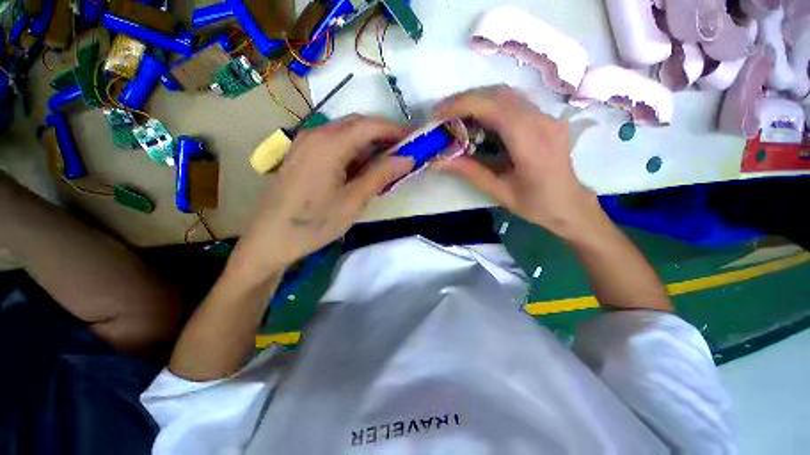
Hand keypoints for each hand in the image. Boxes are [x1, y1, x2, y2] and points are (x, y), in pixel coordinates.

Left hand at [231, 115, 412, 278]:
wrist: (270, 239)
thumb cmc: (315, 222)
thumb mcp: (353, 201)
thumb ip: (381, 175)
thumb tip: (408, 158)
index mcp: (330, 143)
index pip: (371, 125)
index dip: (395, 130)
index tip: (414, 141)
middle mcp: (316, 134)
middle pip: (357, 124)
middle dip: (383, 135)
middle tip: (401, 154)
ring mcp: (305, 143)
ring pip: (345, 133)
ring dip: (368, 144)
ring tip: (384, 165)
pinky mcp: (301, 154)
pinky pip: (333, 143)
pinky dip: (352, 151)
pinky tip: (360, 169)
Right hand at [433, 85, 599, 239]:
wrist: (569, 204)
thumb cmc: (535, 204)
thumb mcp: (498, 191)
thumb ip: (468, 171)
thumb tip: (437, 160)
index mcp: (531, 144)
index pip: (494, 108)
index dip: (463, 105)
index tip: (438, 113)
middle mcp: (542, 122)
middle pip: (499, 94)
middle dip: (465, 99)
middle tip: (441, 113)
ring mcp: (547, 116)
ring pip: (507, 94)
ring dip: (477, 99)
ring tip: (454, 114)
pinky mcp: (546, 118)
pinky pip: (514, 102)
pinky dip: (490, 104)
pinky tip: (477, 118)